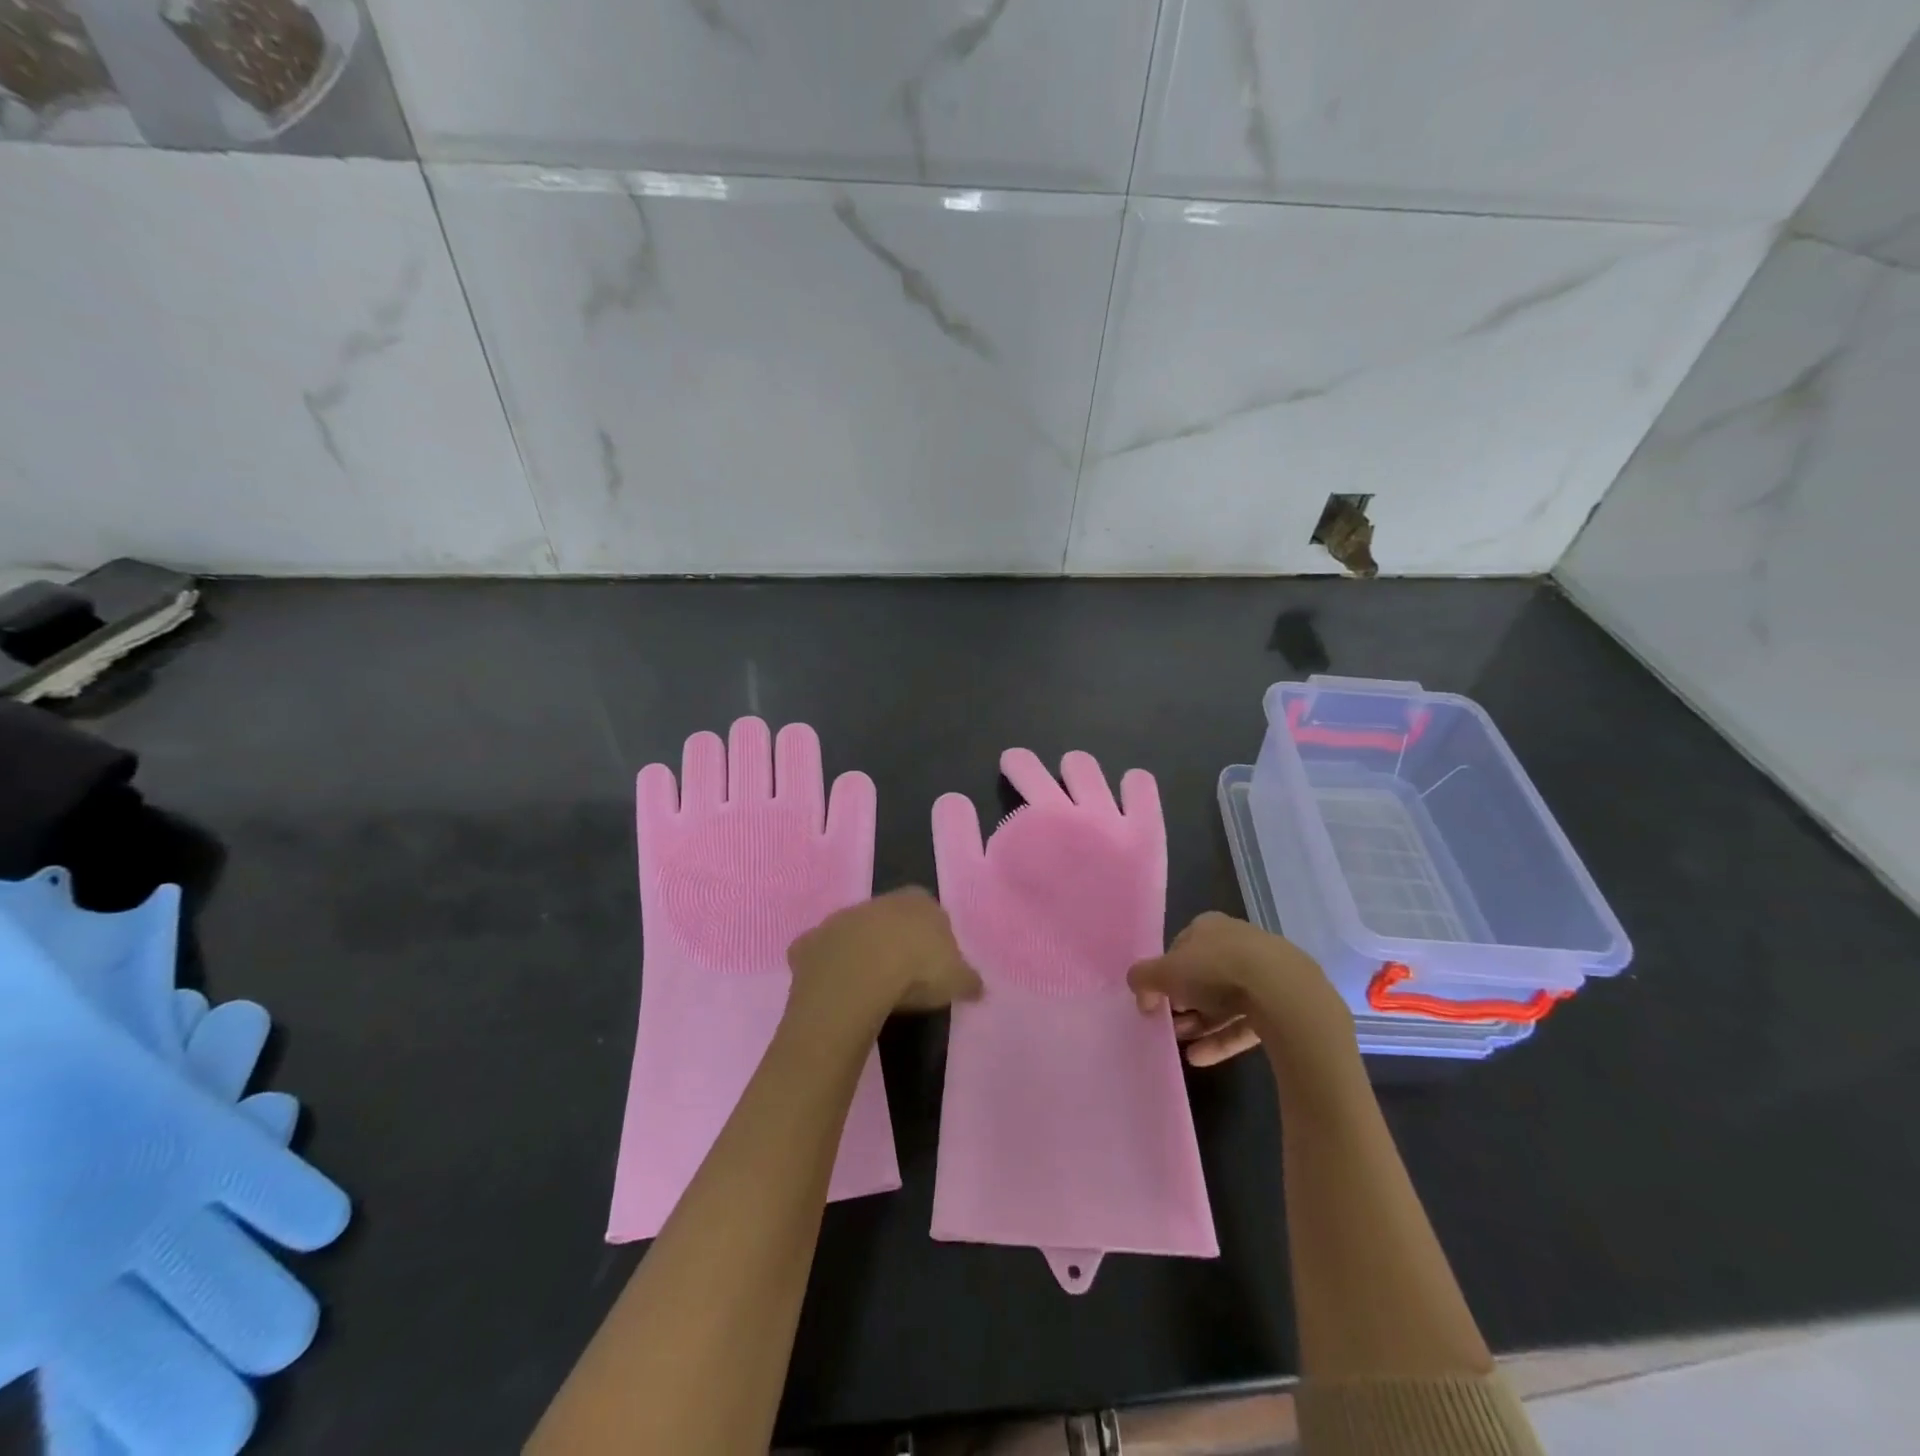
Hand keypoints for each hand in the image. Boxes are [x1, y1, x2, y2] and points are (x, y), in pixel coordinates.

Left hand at [788, 887, 981, 1027]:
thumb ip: (968, 979)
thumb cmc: (917, 970)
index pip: (930, 912)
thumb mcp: (957, 978)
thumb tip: (978, 987)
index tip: (934, 967)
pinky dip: (824, 969)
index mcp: (917, 902)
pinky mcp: (809, 942)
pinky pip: (819, 955)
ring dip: (859, 954)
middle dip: (894, 943)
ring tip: (869, 990)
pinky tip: (835, 994)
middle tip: (901, 979)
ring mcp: (839, 919)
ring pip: (852, 935)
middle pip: (889, 920)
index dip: (932, 939)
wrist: (858, 978)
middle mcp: (877, 902)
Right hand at [1129, 912, 1354, 1070]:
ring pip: (1225, 1000)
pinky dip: (1222, 1040)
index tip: (1157, 996)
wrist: (1282, 992)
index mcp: (1209, 926)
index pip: (1181, 946)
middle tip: (1170, 1024)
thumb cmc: (1215, 969)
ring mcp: (1263, 974)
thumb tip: (1138, 990)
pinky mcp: (1281, 1004)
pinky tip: (1202, 1059)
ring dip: (1201, 1023)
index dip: (1166, 972)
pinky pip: (1245, 1023)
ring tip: (1184, 1045)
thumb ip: (1143, 978)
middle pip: (1204, 975)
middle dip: (1184, 1002)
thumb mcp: (1165, 972)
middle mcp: (1237, 943)